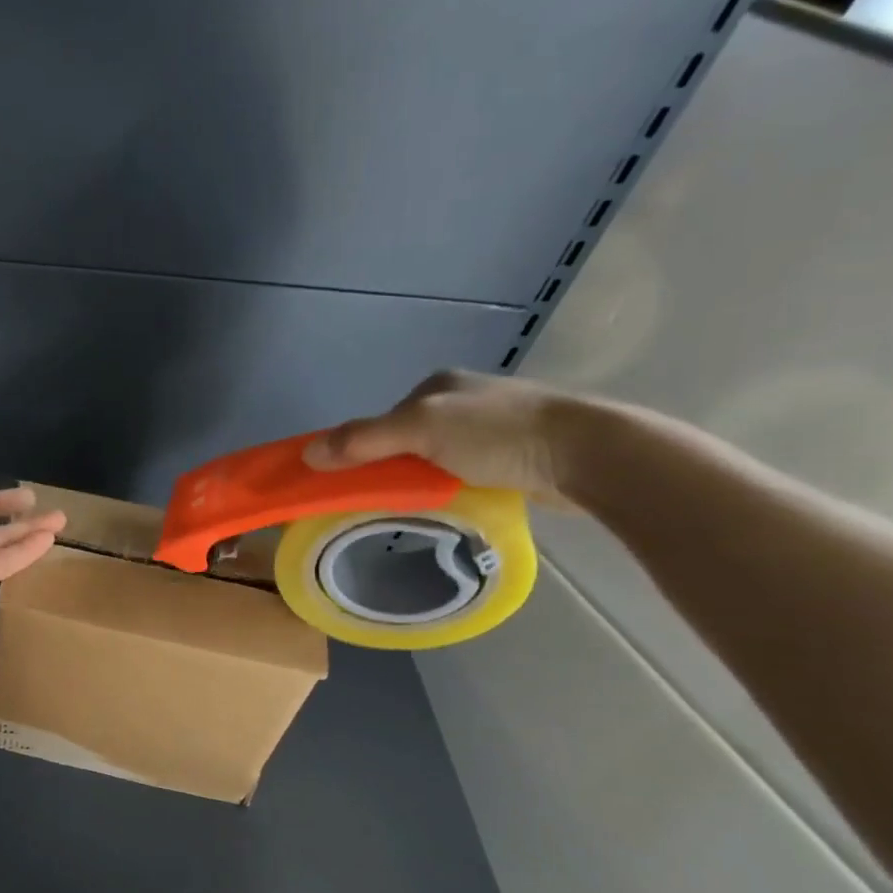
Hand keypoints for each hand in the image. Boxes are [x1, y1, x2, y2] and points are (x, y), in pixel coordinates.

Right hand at [302, 369, 584, 505]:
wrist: (585, 453)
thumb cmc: (497, 434)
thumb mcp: (420, 431)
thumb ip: (363, 440)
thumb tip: (307, 454)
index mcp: (438, 385)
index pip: (381, 420)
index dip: (362, 450)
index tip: (353, 482)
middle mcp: (463, 400)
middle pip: (406, 440)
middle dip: (393, 468)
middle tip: (385, 499)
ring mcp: (492, 427)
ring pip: (436, 458)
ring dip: (424, 481)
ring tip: (419, 506)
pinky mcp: (516, 454)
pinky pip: (466, 473)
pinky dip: (454, 488)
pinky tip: (455, 504)